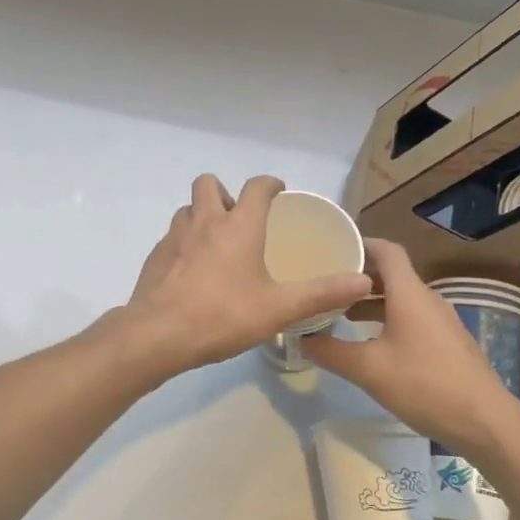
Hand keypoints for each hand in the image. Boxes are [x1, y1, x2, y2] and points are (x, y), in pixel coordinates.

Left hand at [118, 175, 372, 378]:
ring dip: (202, 216)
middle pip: (209, 183)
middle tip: (239, 219)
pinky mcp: (156, 256)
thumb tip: (364, 282)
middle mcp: (204, 221)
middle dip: (225, 192)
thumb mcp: (279, 308)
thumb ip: (322, 293)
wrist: (157, 335)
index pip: (256, 187)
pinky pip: (173, 236)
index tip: (278, 191)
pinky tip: (193, 272)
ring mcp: (175, 237)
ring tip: (217, 245)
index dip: (269, 184)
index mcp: (238, 226)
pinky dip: (185, 242)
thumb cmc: (223, 316)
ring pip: (187, 209)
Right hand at [304, 239, 519, 456]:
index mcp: (409, 293)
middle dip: (359, 277)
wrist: (486, 422)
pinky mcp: (448, 343)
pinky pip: (412, 318)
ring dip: (372, 302)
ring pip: (401, 299)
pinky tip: (371, 343)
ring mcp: (441, 321)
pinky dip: (388, 319)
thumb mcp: (369, 370)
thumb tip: (301, 338)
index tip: (333, 250)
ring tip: (340, 315)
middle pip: (392, 274)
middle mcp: (427, 299)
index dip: (361, 244)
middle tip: (326, 284)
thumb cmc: (425, 385)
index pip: (387, 251)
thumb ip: (331, 352)